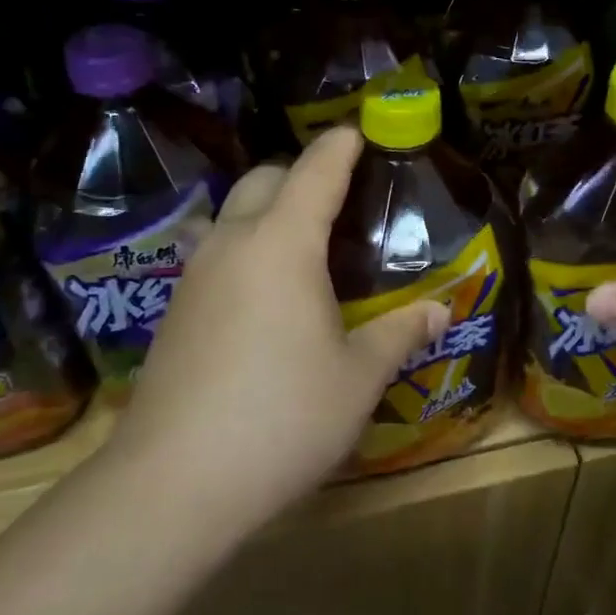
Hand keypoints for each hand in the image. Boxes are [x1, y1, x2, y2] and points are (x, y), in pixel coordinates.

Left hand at [110, 128, 449, 546]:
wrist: (174, 483)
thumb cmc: (283, 417)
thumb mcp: (357, 376)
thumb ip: (400, 333)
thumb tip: (441, 311)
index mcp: (282, 244)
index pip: (315, 172)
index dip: (341, 146)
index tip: (359, 132)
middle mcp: (232, 245)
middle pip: (262, 180)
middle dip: (299, 174)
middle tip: (339, 200)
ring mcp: (194, 277)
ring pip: (230, 215)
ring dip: (265, 211)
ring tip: (302, 244)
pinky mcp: (174, 311)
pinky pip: (213, 254)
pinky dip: (243, 248)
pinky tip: (263, 293)